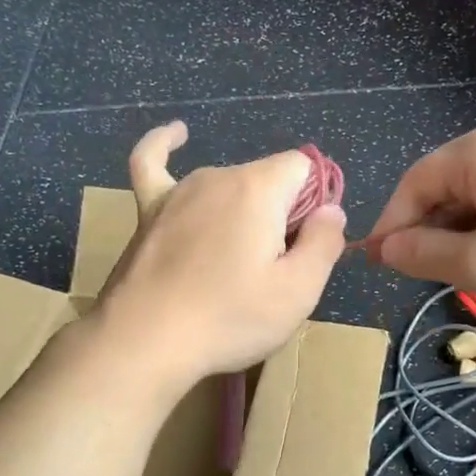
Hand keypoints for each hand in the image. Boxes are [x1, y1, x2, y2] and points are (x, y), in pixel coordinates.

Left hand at [93, 122, 345, 389]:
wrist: (144, 341)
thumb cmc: (229, 318)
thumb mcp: (298, 291)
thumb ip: (325, 243)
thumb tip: (331, 211)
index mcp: (258, 189)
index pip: (303, 168)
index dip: (316, 202)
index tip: (307, 246)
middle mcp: (218, 176)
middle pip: (267, 180)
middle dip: (281, 215)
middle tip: (272, 272)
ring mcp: (179, 191)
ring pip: (228, 185)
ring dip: (242, 212)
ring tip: (236, 264)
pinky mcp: (149, 211)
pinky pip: (153, 164)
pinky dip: (165, 145)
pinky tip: (177, 134)